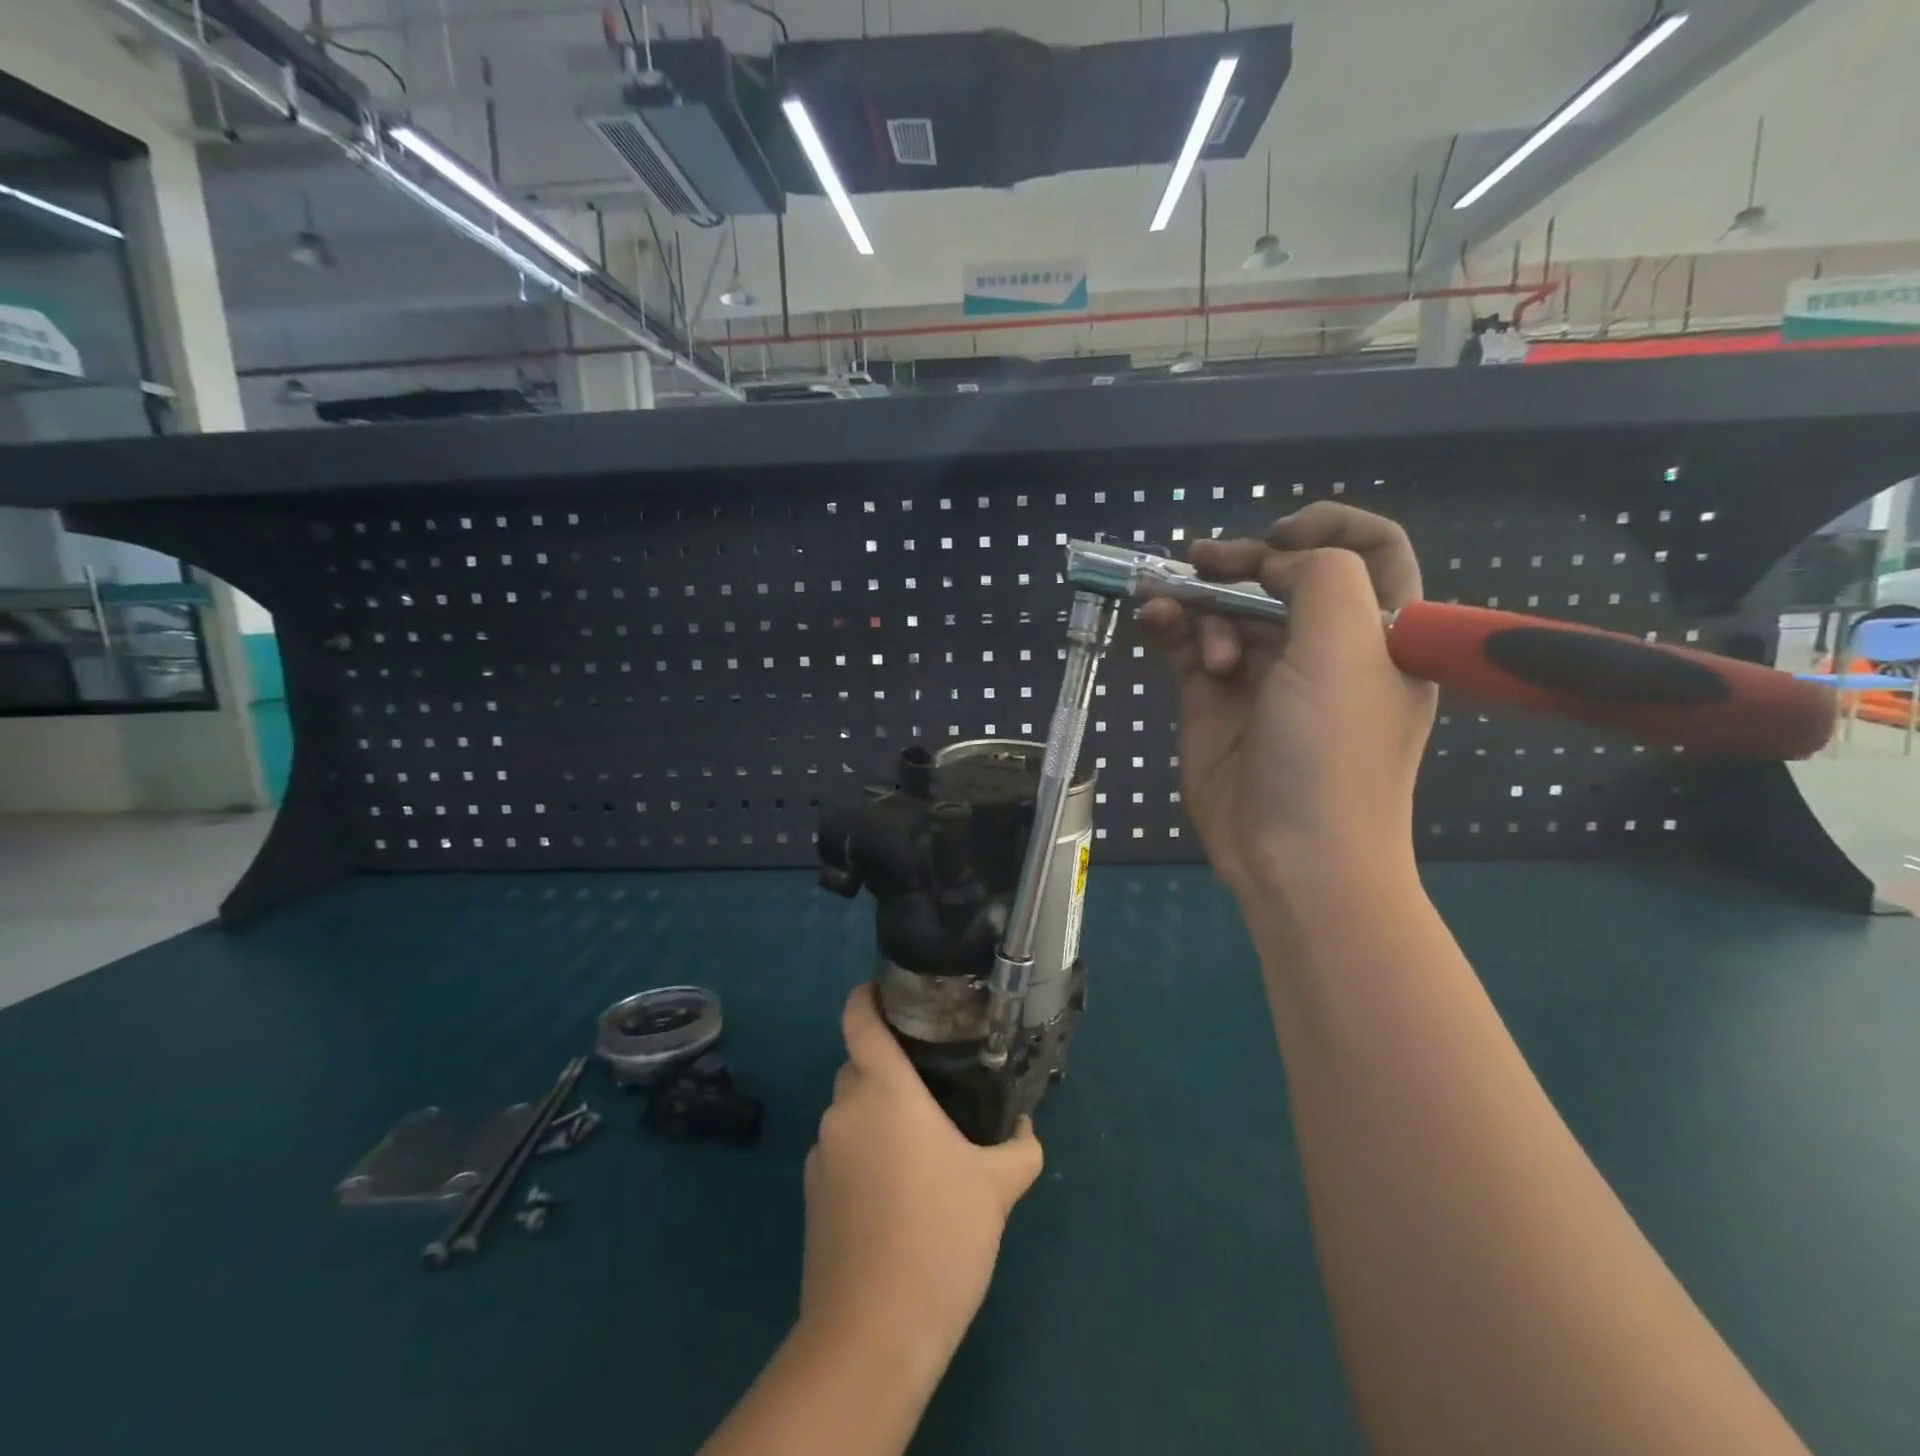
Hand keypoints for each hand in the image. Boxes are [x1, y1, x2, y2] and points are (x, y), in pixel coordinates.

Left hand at [799, 986, 1043, 1375]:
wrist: (873, 1333)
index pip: (858, 1017)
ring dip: (878, 1116)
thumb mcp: (997, 1188)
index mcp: (883, 1089)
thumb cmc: (939, 1236)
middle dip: (890, 1068)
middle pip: (859, 1065)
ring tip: (921, 1148)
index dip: (867, 996)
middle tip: (933, 1086)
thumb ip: (1019, 1150)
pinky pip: (841, 1151)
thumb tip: (1027, 1131)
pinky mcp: (811, 1195)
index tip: (891, 994)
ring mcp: (822, 1153)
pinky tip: (895, 1195)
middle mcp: (844, 1109)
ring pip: (850, 1111)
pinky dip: (863, 1154)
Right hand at [1139, 502, 1436, 894]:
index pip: (1368, 550)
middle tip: (1202, 562)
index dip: (1327, 526)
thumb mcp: (1348, 648)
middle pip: (1281, 577)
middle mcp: (1321, 648)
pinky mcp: (1211, 702)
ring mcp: (1262, 676)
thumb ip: (1321, 578)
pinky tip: (1153, 619)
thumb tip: (1271, 566)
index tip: (1279, 537)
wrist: (1293, 858)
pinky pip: (1187, 646)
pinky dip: (1168, 625)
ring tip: (1172, 614)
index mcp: (1379, 632)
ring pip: (1226, 610)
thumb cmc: (1333, 752)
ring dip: (1196, 599)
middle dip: (1239, 562)